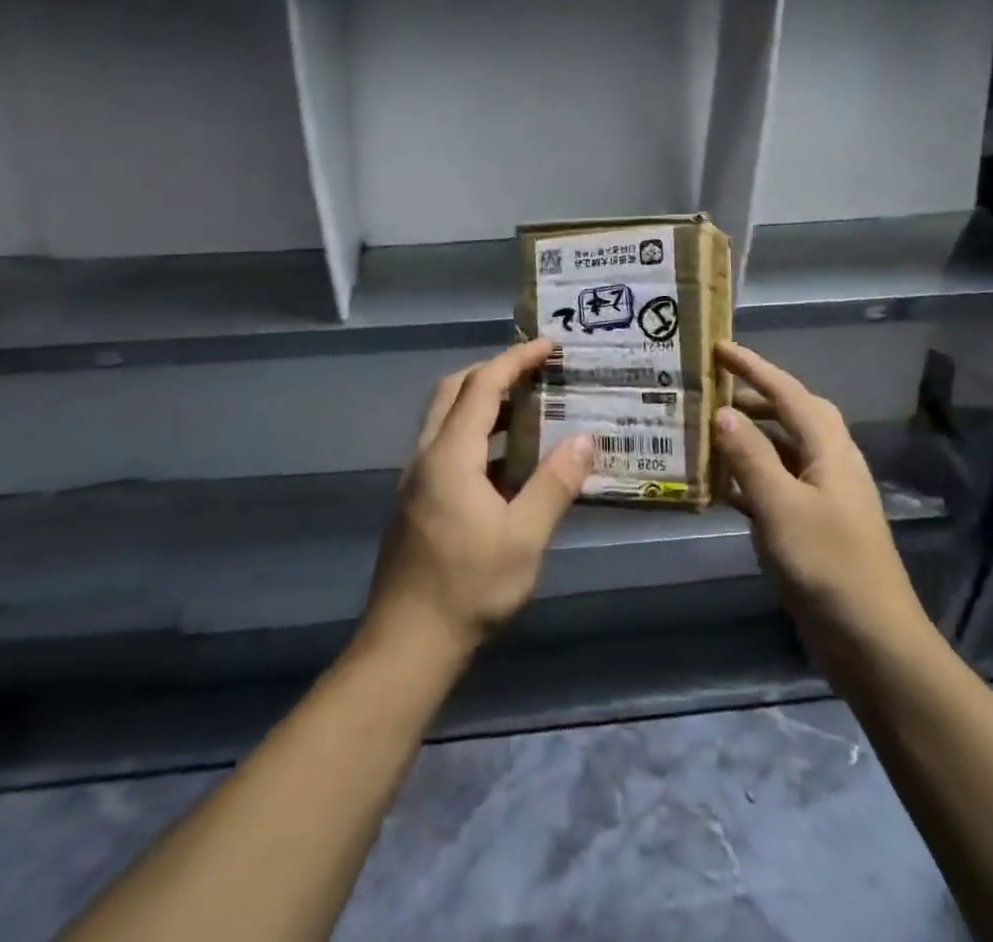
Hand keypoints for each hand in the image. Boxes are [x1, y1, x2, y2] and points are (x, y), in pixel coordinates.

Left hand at [363, 340, 592, 660]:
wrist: (406, 646)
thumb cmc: (468, 588)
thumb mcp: (524, 538)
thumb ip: (555, 484)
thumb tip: (586, 438)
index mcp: (450, 455)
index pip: (482, 386)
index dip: (515, 359)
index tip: (548, 346)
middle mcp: (427, 456)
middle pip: (455, 391)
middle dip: (494, 371)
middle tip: (536, 372)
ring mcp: (417, 479)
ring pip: (447, 419)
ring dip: (485, 404)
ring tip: (531, 410)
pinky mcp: (418, 501)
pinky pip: (448, 447)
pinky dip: (479, 435)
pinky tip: (511, 464)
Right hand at [712, 342, 933, 682]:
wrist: (871, 641)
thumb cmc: (828, 565)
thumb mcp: (781, 506)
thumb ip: (750, 457)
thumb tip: (722, 412)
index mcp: (830, 450)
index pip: (788, 393)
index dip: (754, 367)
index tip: (719, 347)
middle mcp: (830, 464)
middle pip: (792, 415)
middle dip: (755, 396)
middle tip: (713, 389)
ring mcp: (823, 497)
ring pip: (783, 451)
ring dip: (750, 437)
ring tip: (709, 431)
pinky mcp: (813, 526)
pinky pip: (777, 485)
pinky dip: (750, 477)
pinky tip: (720, 486)